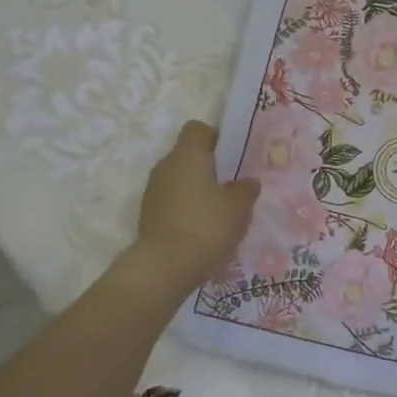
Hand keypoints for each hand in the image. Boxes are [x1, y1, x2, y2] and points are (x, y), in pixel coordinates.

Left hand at [129, 120, 260, 290]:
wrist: (164, 267)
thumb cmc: (206, 226)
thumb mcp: (239, 207)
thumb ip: (245, 189)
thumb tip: (247, 182)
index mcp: (187, 155)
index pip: (198, 129)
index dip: (216, 138)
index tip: (232, 157)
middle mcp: (165, 166)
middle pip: (188, 155)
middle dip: (210, 168)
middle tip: (233, 186)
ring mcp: (153, 191)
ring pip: (180, 180)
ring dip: (197, 190)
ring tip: (220, 212)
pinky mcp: (148, 215)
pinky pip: (172, 202)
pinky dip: (187, 209)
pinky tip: (204, 230)